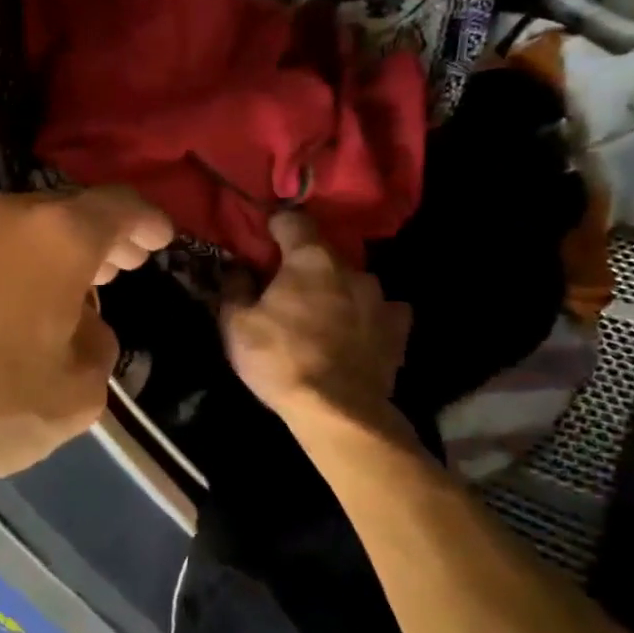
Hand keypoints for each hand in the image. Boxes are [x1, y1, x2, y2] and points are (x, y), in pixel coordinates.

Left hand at [0, 187, 171, 484]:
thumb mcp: (72, 397)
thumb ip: (99, 350)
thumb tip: (85, 326)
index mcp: (58, 237)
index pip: (120, 208)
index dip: (149, 222)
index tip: (161, 239)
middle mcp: (9, 214)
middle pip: (71, 212)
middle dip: (104, 239)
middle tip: (126, 265)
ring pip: (29, 227)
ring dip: (59, 252)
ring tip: (78, 288)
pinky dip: (21, 262)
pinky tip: (22, 302)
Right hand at [221, 211, 411, 425]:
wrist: (338, 412)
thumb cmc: (281, 360)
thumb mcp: (237, 325)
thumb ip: (235, 288)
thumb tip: (238, 268)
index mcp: (310, 258)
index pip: (294, 220)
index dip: (277, 225)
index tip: (265, 236)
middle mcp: (350, 269)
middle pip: (324, 253)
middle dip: (304, 263)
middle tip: (286, 286)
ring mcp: (380, 298)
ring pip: (352, 281)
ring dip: (335, 290)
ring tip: (320, 314)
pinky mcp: (398, 329)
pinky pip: (380, 310)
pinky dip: (365, 315)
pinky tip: (355, 331)